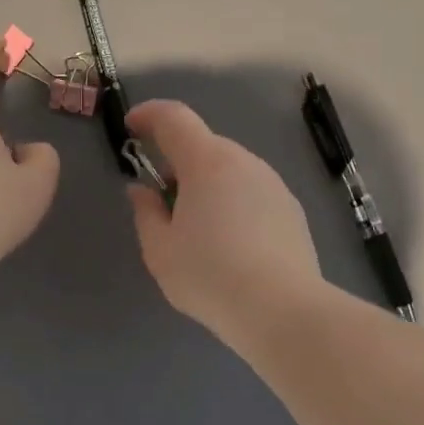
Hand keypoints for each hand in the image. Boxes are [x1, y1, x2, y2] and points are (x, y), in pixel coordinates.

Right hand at [125, 99, 321, 345]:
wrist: (281, 309)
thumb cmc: (209, 275)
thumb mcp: (159, 250)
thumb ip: (145, 212)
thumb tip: (142, 191)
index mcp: (207, 162)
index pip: (174, 118)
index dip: (149, 115)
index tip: (131, 128)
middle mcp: (244, 162)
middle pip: (203, 146)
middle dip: (177, 163)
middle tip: (162, 202)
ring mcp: (274, 184)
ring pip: (230, 171)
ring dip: (207, 185)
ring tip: (197, 230)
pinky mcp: (292, 210)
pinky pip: (251, 193)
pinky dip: (233, 203)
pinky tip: (230, 245)